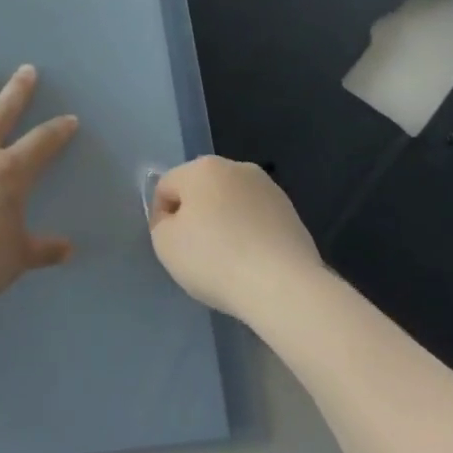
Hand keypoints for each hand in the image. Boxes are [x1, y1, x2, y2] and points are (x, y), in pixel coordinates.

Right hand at [149, 156, 324, 317]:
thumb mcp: (165, 244)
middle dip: (195, 216)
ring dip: (224, 223)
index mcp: (202, 167)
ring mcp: (268, 187)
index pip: (167, 187)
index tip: (171, 247)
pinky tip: (251, 262)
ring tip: (227, 260)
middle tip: (196, 253)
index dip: (162, 218)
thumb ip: (161, 224)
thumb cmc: (214, 259)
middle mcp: (236, 167)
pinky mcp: (291, 211)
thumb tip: (176, 219)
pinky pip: (256, 219)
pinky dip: (249, 234)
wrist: (282, 285)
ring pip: (231, 203)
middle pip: (201, 190)